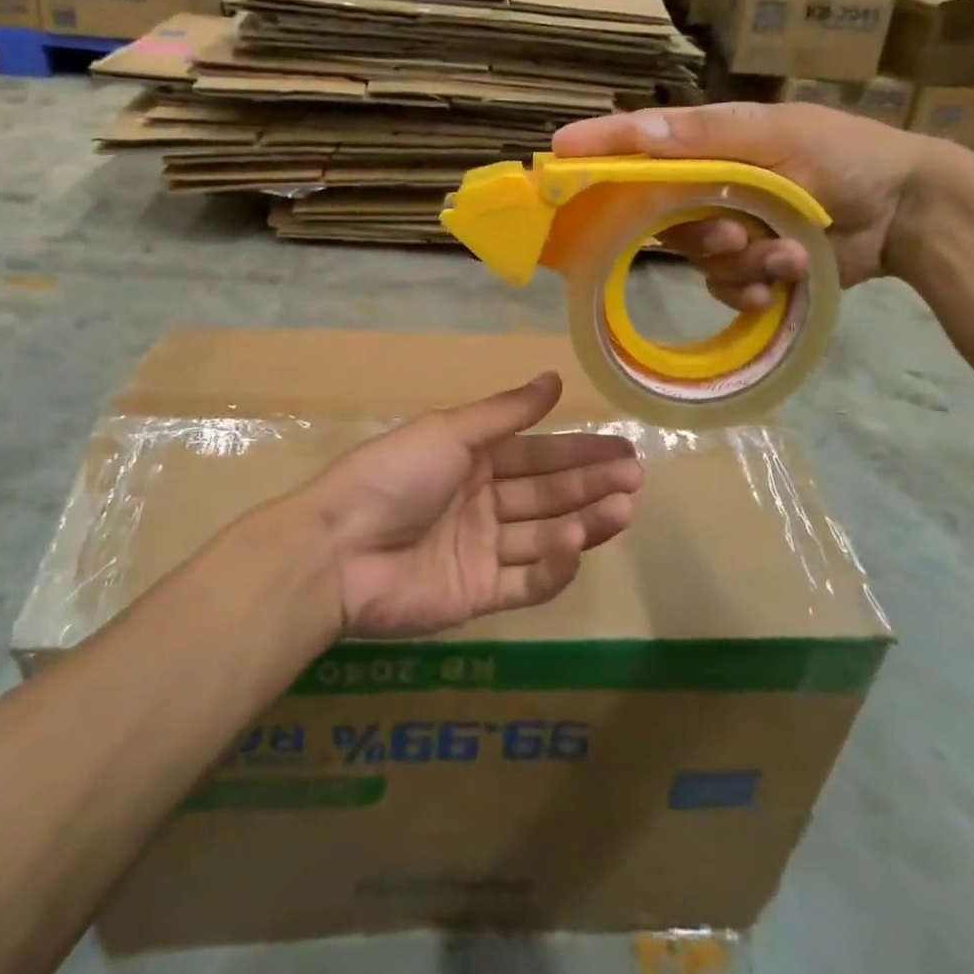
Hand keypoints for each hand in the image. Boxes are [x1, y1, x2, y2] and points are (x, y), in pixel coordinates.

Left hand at [301, 372, 641, 638]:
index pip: (537, 454)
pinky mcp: (476, 596)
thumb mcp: (450, 431)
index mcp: (471, 460)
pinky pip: (524, 582)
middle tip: (635, 478)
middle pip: (547, 494)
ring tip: (623, 508)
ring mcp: (480, 551)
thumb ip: (507, 412)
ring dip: (585, 521)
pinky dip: (554, 566)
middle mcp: (481, 502)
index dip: (579, 451)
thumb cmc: (395, 475)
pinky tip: (577, 543)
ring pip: (544, 536)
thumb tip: (554, 378)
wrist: (339, 548)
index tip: (623, 449)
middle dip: (591, 484)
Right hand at [553, 102, 935, 295]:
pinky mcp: (749, 266)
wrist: (907, 212)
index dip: (598, 150)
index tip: (555, 156)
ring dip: (743, 261)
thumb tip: (637, 133)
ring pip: (697, 259)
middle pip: (660, 216)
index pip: (639, 145)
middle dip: (698, 232)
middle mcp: (707, 186)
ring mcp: (727, 228)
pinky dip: (754, 287)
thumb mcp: (779, 136)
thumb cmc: (845, 155)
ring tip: (791, 252)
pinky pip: (724, 287)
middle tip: (734, 231)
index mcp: (709, 144)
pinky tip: (788, 277)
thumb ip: (708, 138)